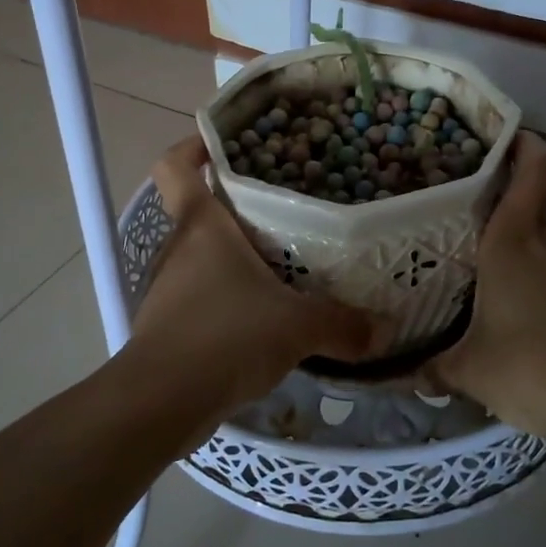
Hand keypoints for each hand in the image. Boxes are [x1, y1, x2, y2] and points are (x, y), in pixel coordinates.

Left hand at [129, 138, 393, 426]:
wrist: (161, 402)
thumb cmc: (226, 337)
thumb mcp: (297, 327)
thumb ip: (342, 324)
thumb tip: (384, 329)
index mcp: (201, 226)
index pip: (176, 166)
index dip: (193, 147)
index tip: (224, 144)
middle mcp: (179, 248)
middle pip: (200, 211)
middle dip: (237, 208)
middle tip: (286, 210)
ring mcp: (169, 288)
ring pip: (203, 257)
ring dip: (236, 259)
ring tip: (284, 266)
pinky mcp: (170, 325)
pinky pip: (203, 296)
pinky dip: (229, 299)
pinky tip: (264, 318)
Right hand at [429, 134, 545, 439]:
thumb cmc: (532, 368)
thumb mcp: (470, 370)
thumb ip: (435, 367)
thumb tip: (411, 374)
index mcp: (515, 239)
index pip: (535, 164)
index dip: (522, 143)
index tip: (496, 143)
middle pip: (532, 204)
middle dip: (501, 212)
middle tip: (465, 231)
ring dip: (524, 252)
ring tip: (491, 280)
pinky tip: (527, 319)